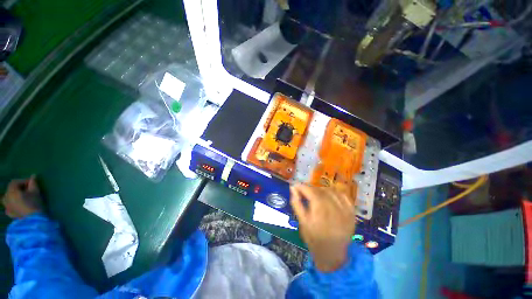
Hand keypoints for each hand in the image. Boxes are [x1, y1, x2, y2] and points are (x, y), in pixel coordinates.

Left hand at [2, 176, 42, 218]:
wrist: (33, 221)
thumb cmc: (34, 204)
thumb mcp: (35, 192)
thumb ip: (33, 183)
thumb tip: (33, 176)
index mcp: (11, 191)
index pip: (15, 182)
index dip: (23, 181)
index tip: (31, 183)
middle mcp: (6, 197)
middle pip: (10, 190)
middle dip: (18, 188)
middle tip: (27, 190)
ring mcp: (6, 206)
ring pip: (8, 198)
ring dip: (14, 196)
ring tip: (22, 197)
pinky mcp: (9, 213)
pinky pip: (8, 206)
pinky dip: (12, 204)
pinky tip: (18, 205)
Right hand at [290, 184, 355, 271]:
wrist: (332, 254)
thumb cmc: (314, 239)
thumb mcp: (302, 222)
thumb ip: (296, 203)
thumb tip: (293, 188)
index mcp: (320, 212)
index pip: (311, 191)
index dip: (302, 186)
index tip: (296, 185)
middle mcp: (334, 209)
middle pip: (321, 190)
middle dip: (310, 188)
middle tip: (304, 191)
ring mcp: (345, 211)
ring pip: (332, 191)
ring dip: (321, 189)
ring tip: (316, 194)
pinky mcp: (352, 213)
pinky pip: (344, 196)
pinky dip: (335, 192)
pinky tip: (329, 195)